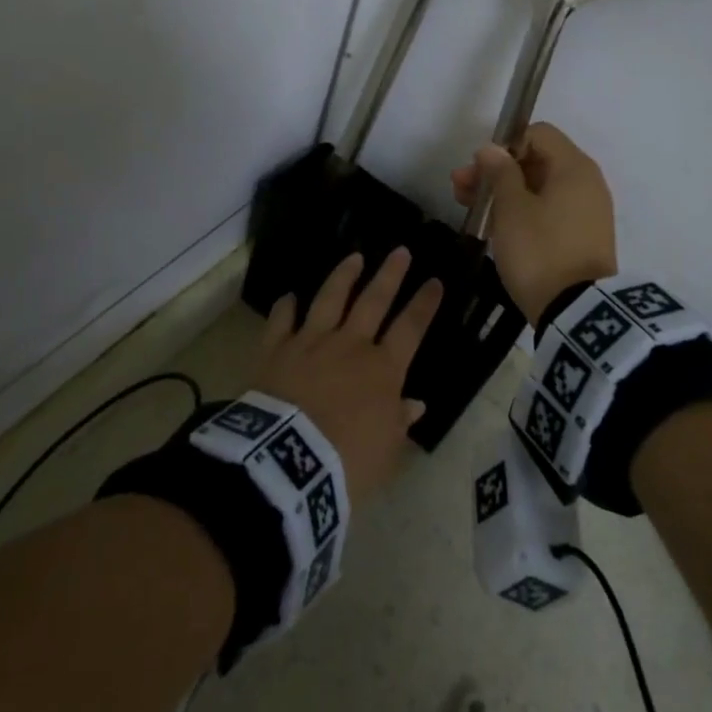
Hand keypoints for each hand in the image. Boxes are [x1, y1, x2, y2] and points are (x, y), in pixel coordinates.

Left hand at [255, 248, 441, 506]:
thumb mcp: (385, 450)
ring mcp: (311, 341)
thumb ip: (399, 422)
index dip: (424, 304)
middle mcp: (350, 345)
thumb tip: (414, 404)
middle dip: (390, 275)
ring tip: (353, 257)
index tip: (435, 281)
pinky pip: (282, 321)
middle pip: (373, 301)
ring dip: (343, 276)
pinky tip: (288, 297)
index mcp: (383, 369)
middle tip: (400, 250)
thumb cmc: (347, 461)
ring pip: (330, 299)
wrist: (289, 460)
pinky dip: (285, 308)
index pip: (411, 328)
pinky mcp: (276, 349)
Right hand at [450, 122, 616, 323]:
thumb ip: (499, 173)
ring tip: (469, 208)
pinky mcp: (581, 237)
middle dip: (496, 171)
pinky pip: (548, 211)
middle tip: (460, 189)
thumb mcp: (511, 209)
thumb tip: (491, 149)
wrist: (576, 312)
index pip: (538, 134)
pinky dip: (522, 212)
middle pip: (536, 161)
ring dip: (503, 193)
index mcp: (574, 167)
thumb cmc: (540, 250)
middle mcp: (586, 183)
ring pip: (539, 188)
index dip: (504, 145)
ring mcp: (586, 212)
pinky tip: (495, 227)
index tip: (481, 170)